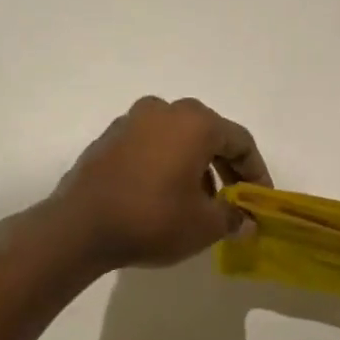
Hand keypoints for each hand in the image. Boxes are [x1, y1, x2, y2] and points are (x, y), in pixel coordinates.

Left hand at [50, 97, 270, 270]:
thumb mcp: (205, 225)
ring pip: (178, 139)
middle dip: (226, 167)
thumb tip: (246, 222)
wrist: (79, 228)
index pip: (240, 141)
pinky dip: (167, 164)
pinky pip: (151, 146)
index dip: (256, 172)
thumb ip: (233, 218)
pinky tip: (165, 195)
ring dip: (195, 165)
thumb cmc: (153, 219)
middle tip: (233, 198)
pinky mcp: (108, 139)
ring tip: (199, 201)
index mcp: (195, 123)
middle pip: (209, 134)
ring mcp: (131, 121)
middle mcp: (164, 111)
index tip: (259, 200)